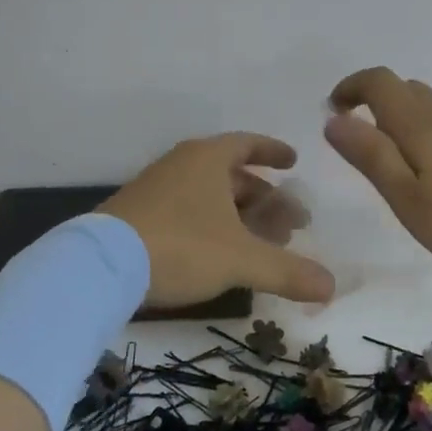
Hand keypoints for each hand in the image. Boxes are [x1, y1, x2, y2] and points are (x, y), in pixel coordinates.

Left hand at [97, 133, 336, 307]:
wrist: (99, 268)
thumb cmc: (180, 247)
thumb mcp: (241, 259)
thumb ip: (287, 271)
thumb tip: (332, 286)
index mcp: (207, 159)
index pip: (248, 144)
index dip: (273, 152)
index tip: (293, 163)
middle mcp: (182, 165)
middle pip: (232, 175)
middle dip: (264, 198)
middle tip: (291, 224)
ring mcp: (156, 189)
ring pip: (209, 195)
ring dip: (240, 215)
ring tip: (262, 243)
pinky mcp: (139, 215)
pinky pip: (187, 210)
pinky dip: (212, 225)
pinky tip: (220, 254)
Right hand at [325, 67, 431, 279]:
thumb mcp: (410, 198)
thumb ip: (372, 157)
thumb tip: (333, 119)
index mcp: (420, 125)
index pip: (380, 83)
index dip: (352, 87)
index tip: (333, 109)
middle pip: (405, 90)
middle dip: (374, 101)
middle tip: (357, 135)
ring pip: (429, 108)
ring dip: (400, 119)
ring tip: (390, 160)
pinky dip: (426, 135)